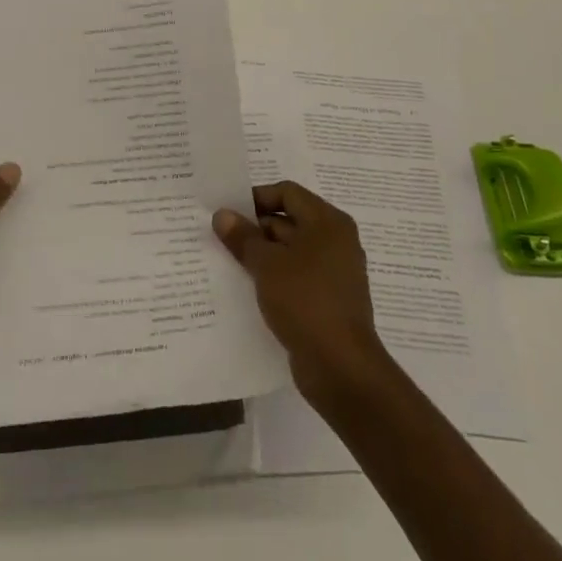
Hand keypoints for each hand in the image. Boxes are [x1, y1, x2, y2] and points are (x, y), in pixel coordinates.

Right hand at [213, 181, 389, 401]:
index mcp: (327, 222)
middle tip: (220, 238)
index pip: (287, 193)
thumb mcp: (266, 264)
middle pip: (289, 220)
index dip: (256, 198)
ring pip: (290, 251)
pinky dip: (274, 277)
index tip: (228, 213)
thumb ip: (243, 237)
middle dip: (254, 228)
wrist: (341, 367)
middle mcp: (335, 240)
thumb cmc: (305, 301)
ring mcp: (333, 271)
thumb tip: (222, 215)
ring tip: (227, 262)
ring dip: (261, 254)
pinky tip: (247, 288)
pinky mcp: (328, 299)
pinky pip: (296, 276)